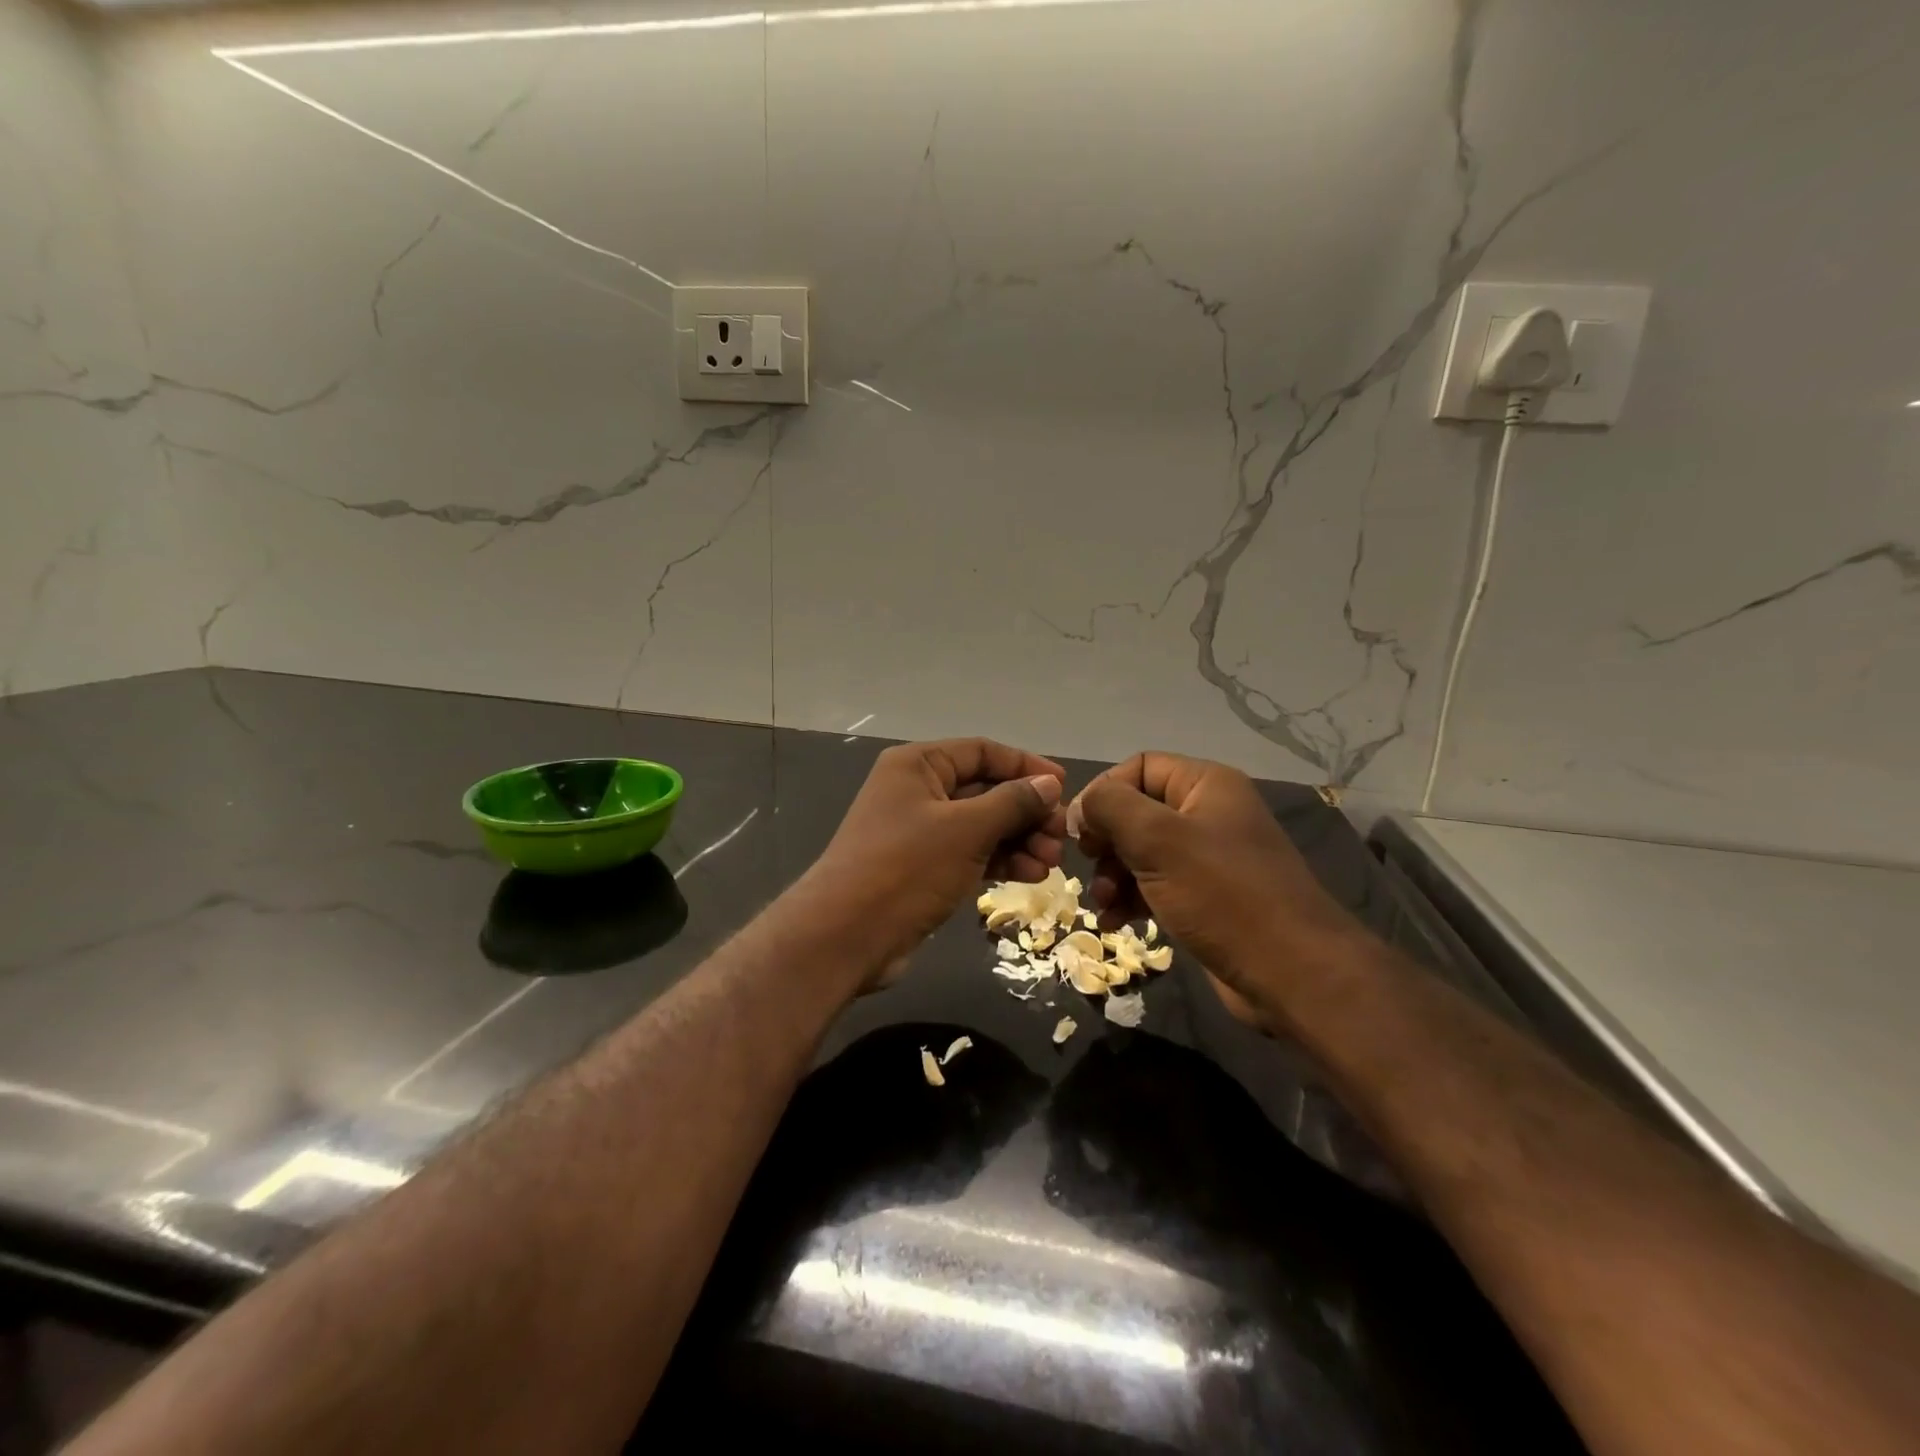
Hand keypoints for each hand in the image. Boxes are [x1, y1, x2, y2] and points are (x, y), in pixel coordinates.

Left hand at [802, 739, 1066, 986]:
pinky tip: (1030, 875)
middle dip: (1025, 811)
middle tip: (1060, 836)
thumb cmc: (906, 868)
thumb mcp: (966, 829)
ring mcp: (919, 832)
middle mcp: (917, 791)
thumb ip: (1012, 802)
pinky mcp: (922, 868)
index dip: (1025, 766)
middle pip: (984, 789)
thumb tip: (1050, 785)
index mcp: (918, 765)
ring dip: (1018, 839)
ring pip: (980, 825)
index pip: (982, 752)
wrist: (847, 936)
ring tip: (1050, 862)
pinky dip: (999, 860)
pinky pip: (970, 853)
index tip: (1064, 787)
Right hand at [1066, 753, 1361, 1018]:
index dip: (1104, 792)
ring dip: (1113, 875)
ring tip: (1103, 904)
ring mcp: (1209, 859)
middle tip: (1089, 866)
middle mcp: (1209, 814)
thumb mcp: (1158, 840)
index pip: (1139, 767)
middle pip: (1137, 811)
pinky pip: (1156, 885)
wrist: (1291, 974)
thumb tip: (1082, 805)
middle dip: (1106, 841)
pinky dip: (1131, 898)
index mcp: (1206, 785)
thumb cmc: (1222, 894)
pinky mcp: (1207, 898)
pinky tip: (1115, 922)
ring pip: (1142, 852)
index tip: (1081, 831)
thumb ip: (1111, 807)